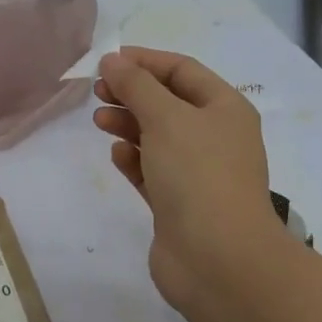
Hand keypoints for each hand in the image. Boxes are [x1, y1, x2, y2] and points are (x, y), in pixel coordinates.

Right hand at [92, 47, 286, 318]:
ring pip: (157, 137)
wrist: (219, 260)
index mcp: (224, 108)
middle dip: (132, 93)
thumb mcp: (166, 118)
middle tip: (97, 92)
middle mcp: (215, 136)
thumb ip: (136, 85)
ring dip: (128, 124)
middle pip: (168, 102)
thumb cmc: (198, 175)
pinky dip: (134, 159)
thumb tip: (112, 60)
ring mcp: (198, 173)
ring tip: (99, 121)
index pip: (182, 70)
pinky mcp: (179, 205)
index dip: (144, 61)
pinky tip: (118, 156)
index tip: (106, 61)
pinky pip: (153, 171)